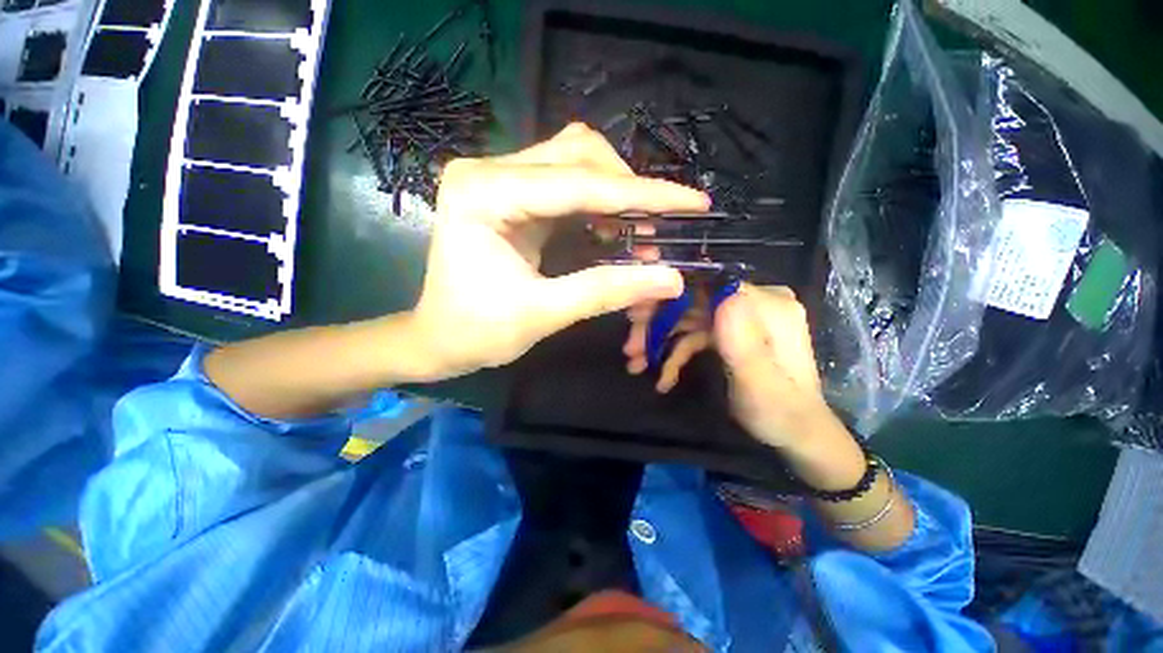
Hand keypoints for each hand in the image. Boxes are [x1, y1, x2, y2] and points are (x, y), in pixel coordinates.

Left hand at [410, 124, 710, 379]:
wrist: (438, 339)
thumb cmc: (476, 332)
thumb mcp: (542, 314)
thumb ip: (605, 291)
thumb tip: (670, 277)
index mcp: (484, 193)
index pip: (578, 183)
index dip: (641, 194)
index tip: (693, 201)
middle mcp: (488, 171)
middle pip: (578, 154)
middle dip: (628, 190)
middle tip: (659, 230)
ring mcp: (498, 179)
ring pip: (575, 161)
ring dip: (616, 192)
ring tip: (640, 231)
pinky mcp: (510, 194)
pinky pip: (565, 182)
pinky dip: (598, 201)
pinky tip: (612, 227)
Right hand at [625, 283, 831, 448]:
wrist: (793, 434)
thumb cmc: (778, 411)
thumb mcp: (759, 381)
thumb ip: (745, 340)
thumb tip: (722, 293)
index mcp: (768, 305)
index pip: (710, 285)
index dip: (671, 297)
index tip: (638, 316)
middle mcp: (754, 303)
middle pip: (695, 302)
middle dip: (660, 325)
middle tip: (631, 348)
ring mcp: (741, 319)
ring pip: (690, 319)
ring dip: (663, 342)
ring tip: (637, 364)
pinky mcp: (732, 334)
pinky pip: (696, 336)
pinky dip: (677, 353)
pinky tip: (663, 377)